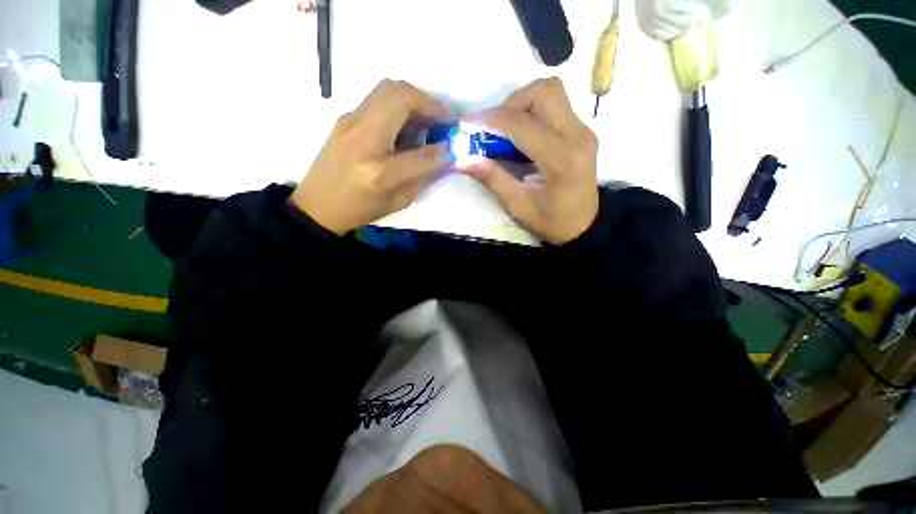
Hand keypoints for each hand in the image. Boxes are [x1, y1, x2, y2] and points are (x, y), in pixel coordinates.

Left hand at [290, 80, 451, 234]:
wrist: (317, 204)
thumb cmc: (360, 209)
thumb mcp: (399, 202)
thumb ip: (425, 178)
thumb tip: (448, 157)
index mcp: (379, 172)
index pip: (423, 153)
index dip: (445, 148)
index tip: (457, 145)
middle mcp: (363, 139)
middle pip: (401, 96)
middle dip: (429, 104)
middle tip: (442, 122)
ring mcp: (350, 122)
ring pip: (388, 88)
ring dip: (414, 100)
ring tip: (425, 122)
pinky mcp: (345, 117)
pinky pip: (378, 98)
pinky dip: (398, 105)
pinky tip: (404, 126)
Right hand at [459, 78, 598, 244]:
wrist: (583, 224)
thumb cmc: (550, 221)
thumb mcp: (517, 206)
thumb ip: (492, 178)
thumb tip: (461, 159)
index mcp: (561, 158)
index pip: (521, 123)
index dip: (490, 119)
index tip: (467, 124)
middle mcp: (577, 135)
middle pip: (542, 91)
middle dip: (510, 104)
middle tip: (493, 129)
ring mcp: (583, 129)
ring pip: (550, 92)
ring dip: (522, 104)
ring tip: (507, 131)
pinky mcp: (582, 130)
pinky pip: (555, 105)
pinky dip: (532, 111)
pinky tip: (521, 136)